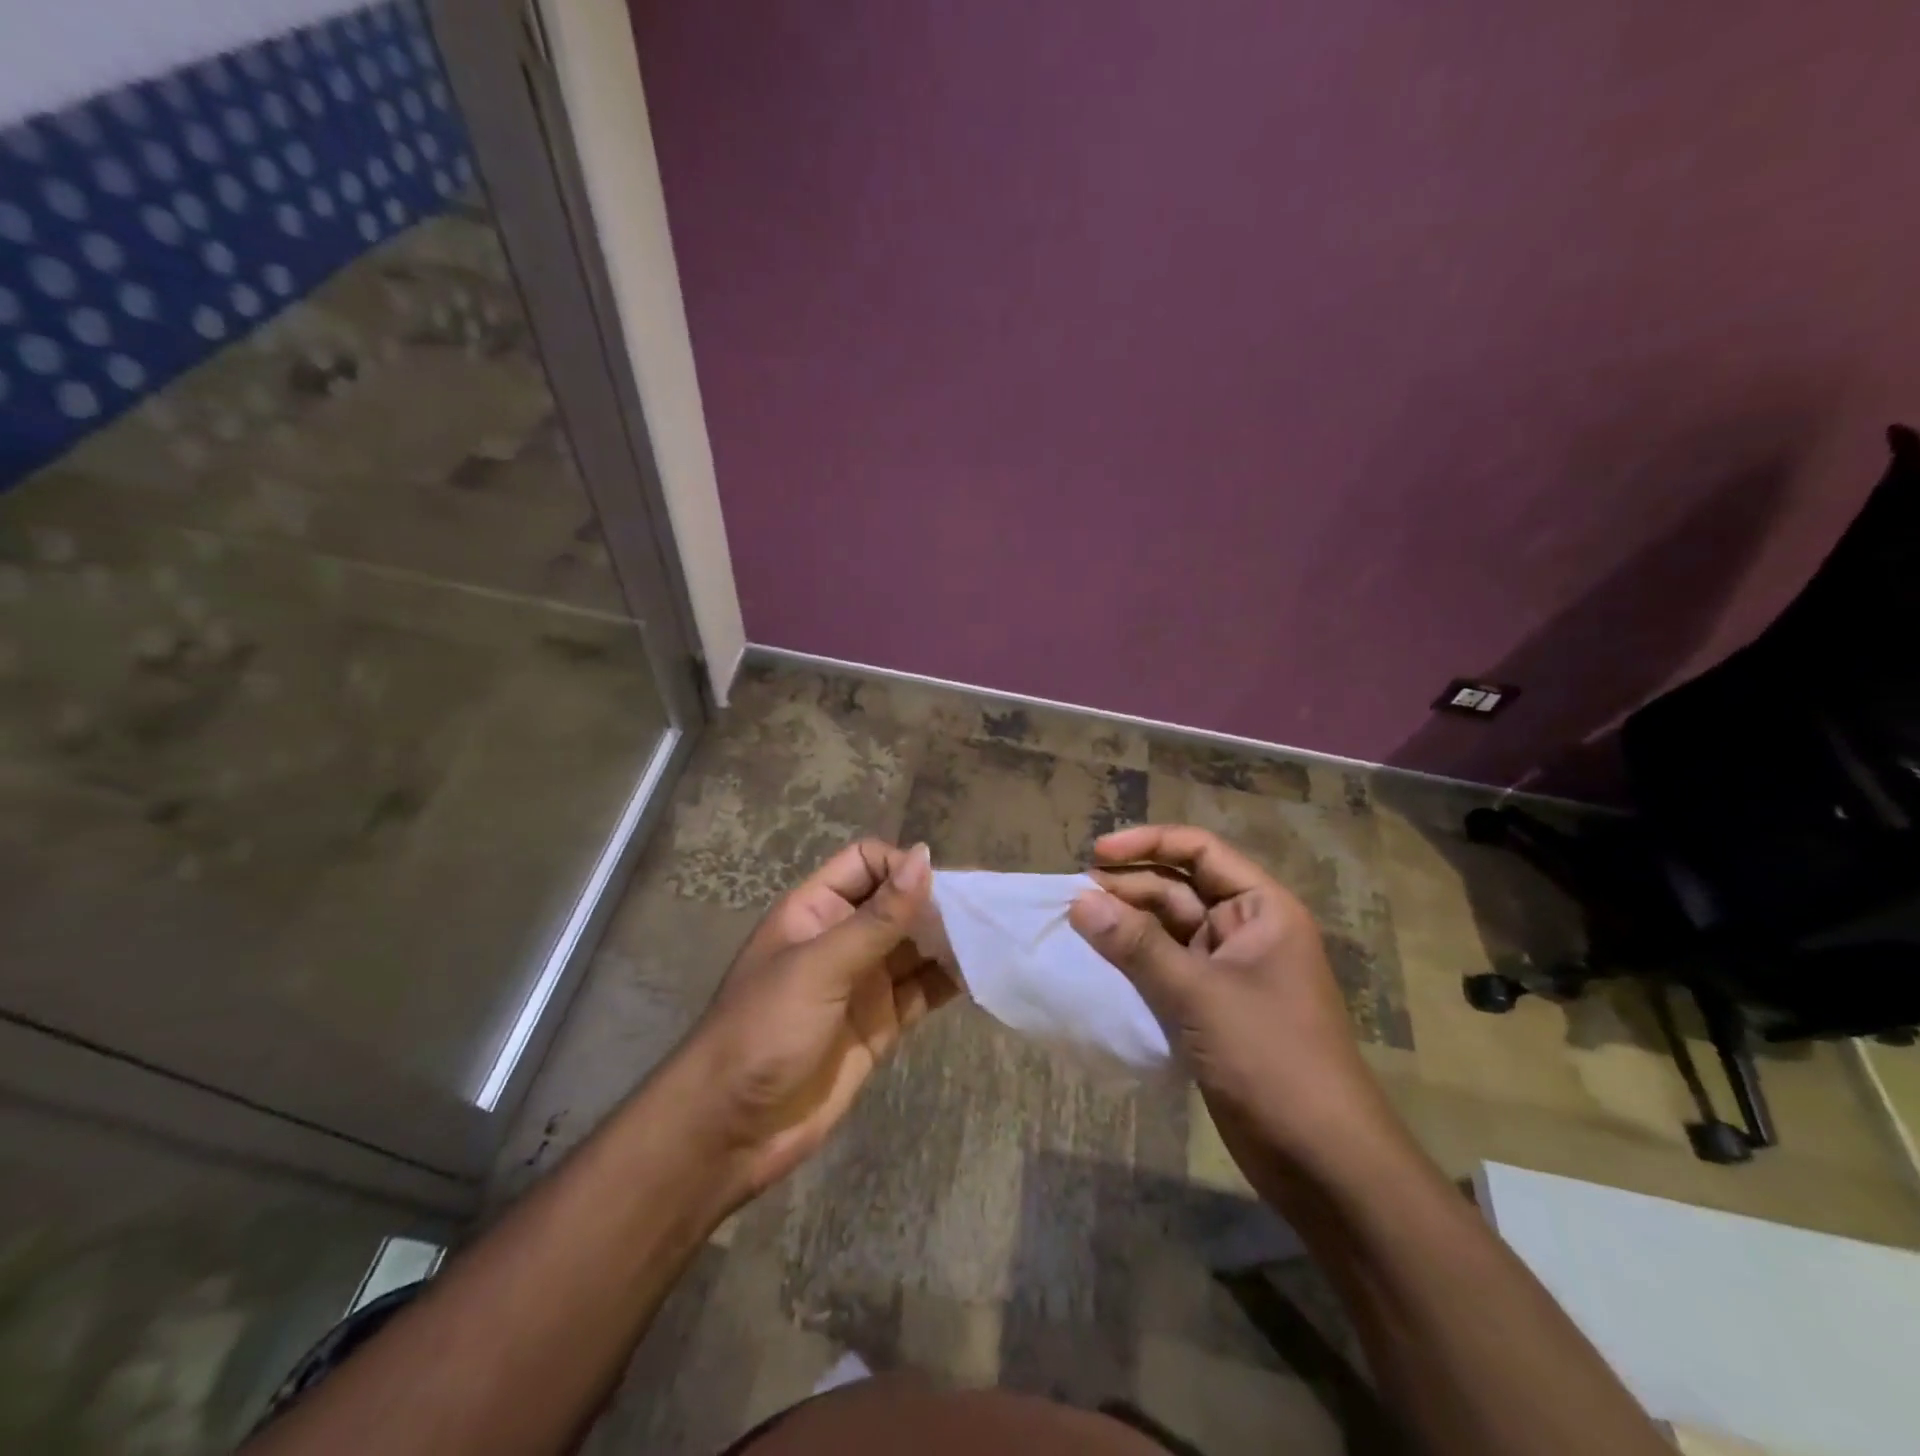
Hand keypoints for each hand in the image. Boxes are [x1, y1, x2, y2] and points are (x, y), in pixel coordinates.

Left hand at [677, 839, 955, 1200]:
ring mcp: (864, 982)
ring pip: (916, 946)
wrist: (730, 1129)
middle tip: (987, 908)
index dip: (901, 866)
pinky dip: (950, 981)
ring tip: (994, 936)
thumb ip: (878, 917)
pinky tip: (983, 973)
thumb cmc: (764, 1030)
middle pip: (897, 903)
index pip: (867, 862)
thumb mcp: (820, 966)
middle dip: (937, 902)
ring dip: (950, 940)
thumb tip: (924, 857)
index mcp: (816, 910)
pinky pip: (922, 991)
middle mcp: (843, 938)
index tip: (939, 887)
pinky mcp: (881, 1023)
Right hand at [1068, 825, 1398, 1189]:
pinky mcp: (1212, 1010)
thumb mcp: (1200, 994)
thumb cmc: (1272, 1060)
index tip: (1096, 853)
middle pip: (1179, 889)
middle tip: (1073, 899)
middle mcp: (1245, 931)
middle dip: (1128, 889)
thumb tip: (1080, 901)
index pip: (1200, 851)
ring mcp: (1228, 972)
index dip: (1147, 844)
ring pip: (1167, 932)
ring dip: (1126, 928)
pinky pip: (1165, 971)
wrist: (1323, 1163)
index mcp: (1261, 909)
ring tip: (1076, 927)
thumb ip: (1137, 946)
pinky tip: (1097, 968)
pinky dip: (1133, 965)